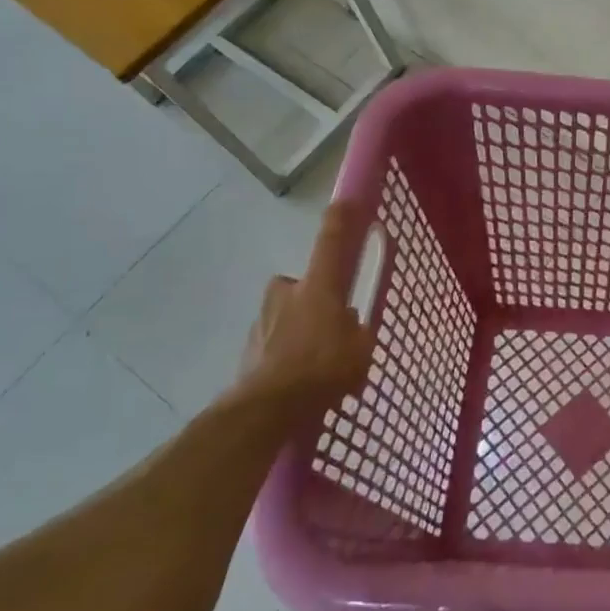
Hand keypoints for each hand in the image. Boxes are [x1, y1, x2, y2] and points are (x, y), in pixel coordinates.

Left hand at [236, 201, 376, 414]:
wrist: (265, 409)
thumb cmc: (322, 370)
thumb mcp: (361, 350)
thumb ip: (358, 331)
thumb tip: (350, 325)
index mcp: (318, 288)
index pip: (331, 244)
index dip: (340, 221)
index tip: (344, 201)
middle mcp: (286, 295)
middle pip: (302, 285)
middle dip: (313, 299)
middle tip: (330, 324)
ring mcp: (262, 321)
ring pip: (286, 315)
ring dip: (298, 329)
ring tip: (315, 363)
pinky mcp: (248, 349)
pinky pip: (274, 343)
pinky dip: (285, 354)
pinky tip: (298, 379)